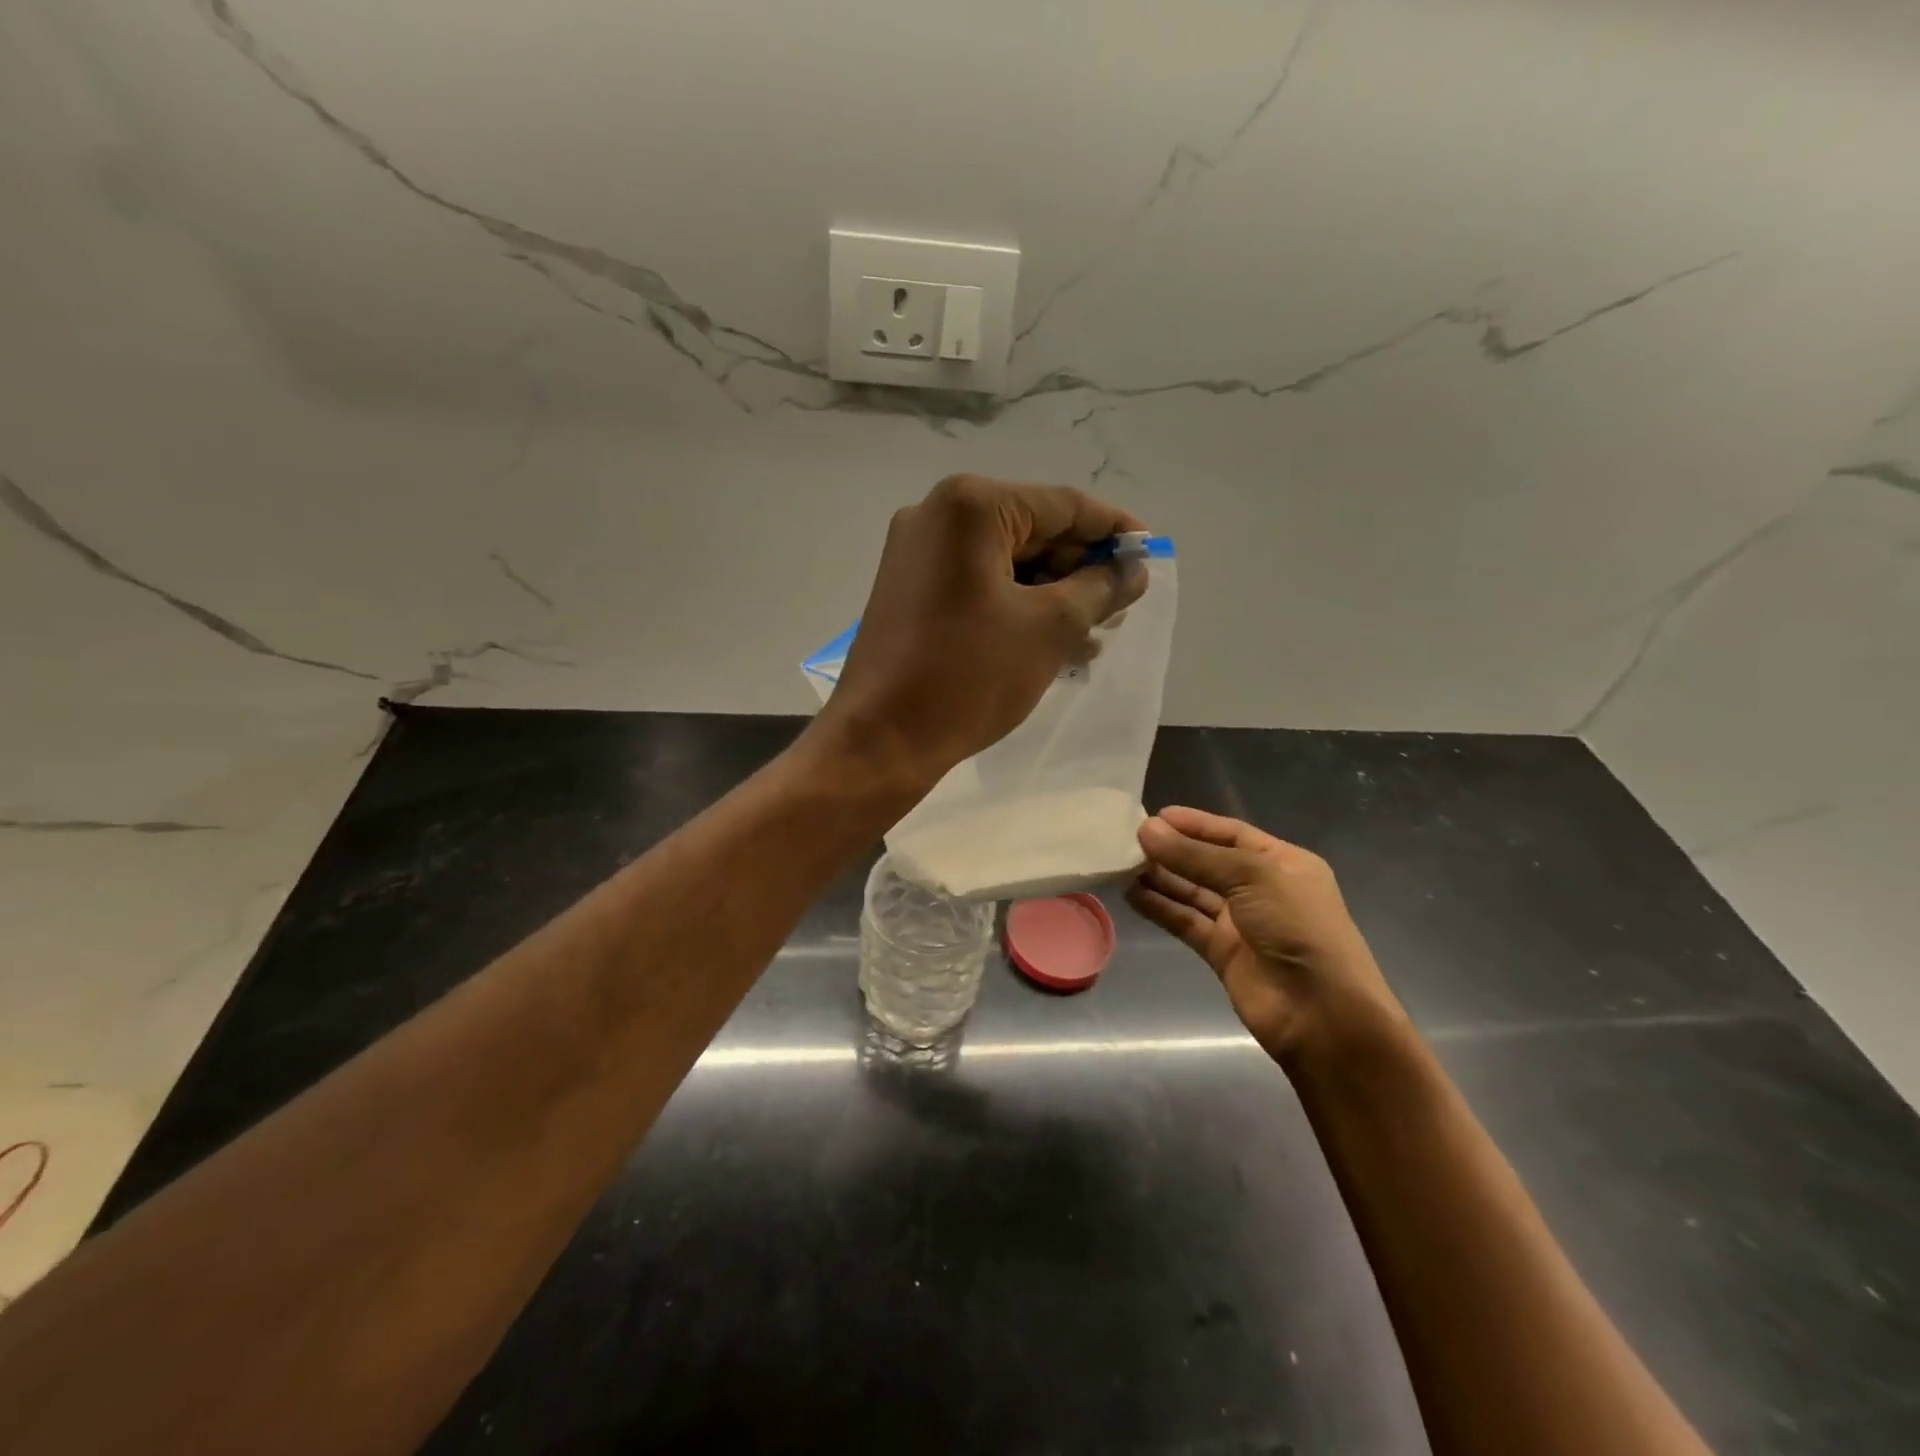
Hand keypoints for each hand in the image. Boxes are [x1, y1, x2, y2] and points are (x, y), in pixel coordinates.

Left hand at [816, 474, 1146, 786]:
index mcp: (971, 506)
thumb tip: (1134, 569)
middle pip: (1032, 531)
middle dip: (1081, 571)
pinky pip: (979, 586)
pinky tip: (1054, 643)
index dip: (1114, 530)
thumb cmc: (968, 676)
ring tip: (1095, 636)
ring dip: (1053, 596)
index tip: (1150, 555)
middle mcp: (937, 515)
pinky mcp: (910, 590)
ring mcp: (917, 554)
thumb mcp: (1050, 628)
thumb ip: (1100, 589)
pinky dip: (1017, 608)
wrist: (880, 740)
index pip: (1063, 505)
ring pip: (1006, 563)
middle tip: (1121, 608)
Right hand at [1127, 807, 1406, 1064]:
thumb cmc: (1298, 928)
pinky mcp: (1222, 953)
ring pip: (1193, 892)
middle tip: (1129, 840)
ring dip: (1161, 878)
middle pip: (1209, 862)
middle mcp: (1261, 889)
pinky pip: (1185, 922)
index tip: (1154, 816)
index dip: (1194, 824)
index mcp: (1283, 863)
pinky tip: (1132, 895)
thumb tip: (1146, 829)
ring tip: (1122, 864)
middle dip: (1173, 850)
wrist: (1322, 1014)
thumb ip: (1195, 855)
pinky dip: (1160, 908)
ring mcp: (1241, 923)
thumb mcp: (1251, 877)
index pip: (1232, 834)